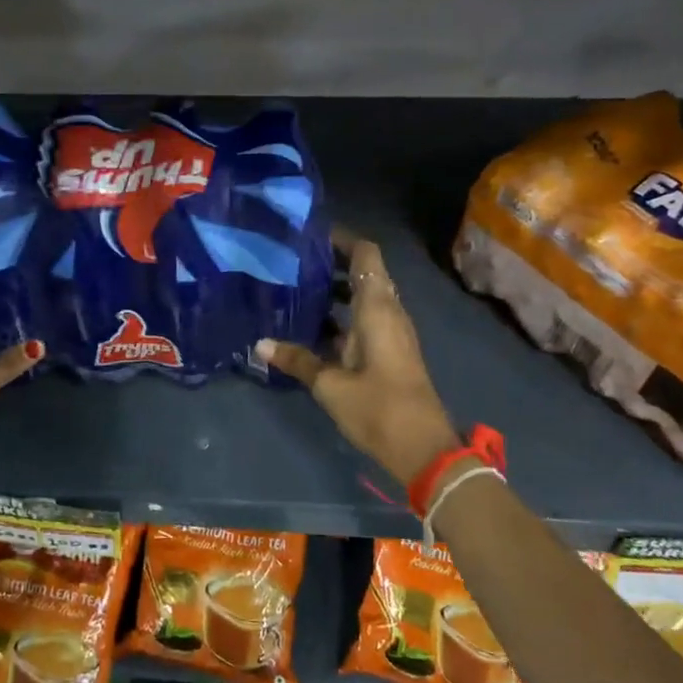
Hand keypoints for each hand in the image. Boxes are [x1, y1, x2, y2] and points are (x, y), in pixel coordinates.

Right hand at [257, 232, 459, 483]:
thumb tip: (260, 344)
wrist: (423, 449)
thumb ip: (297, 360)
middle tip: (293, 260)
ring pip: (363, 298)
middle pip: (365, 273)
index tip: (310, 234)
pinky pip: (364, 320)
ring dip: (336, 290)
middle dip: (332, 262)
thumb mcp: (330, 384)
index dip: (342, 239)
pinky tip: (312, 326)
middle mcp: (388, 312)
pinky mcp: (389, 352)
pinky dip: (341, 315)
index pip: (365, 255)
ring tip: (296, 287)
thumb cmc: (378, 407)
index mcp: (378, 308)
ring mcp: (391, 333)